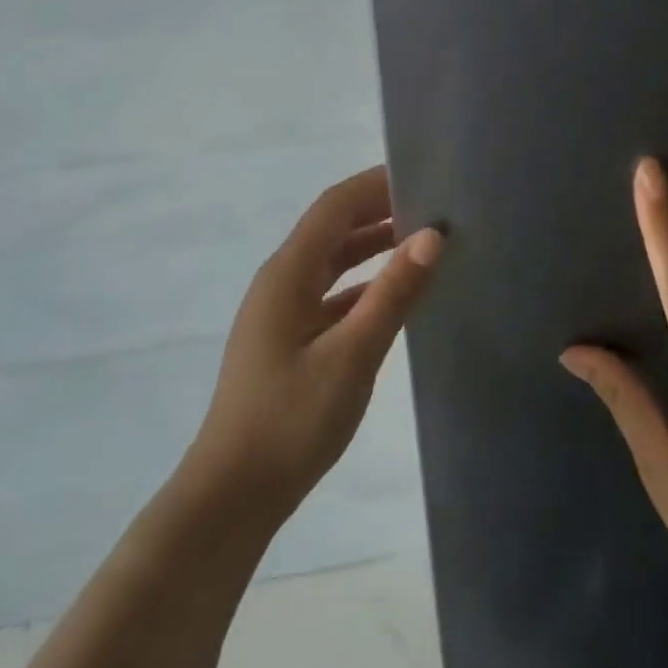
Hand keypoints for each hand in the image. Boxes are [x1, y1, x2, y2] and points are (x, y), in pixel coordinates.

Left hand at [181, 166, 442, 520]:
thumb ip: (392, 294)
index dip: (375, 184)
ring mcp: (282, 312)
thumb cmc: (291, 420)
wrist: (233, 494)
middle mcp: (281, 282)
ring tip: (423, 241)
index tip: (421, 173)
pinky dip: (363, 285)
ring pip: (332, 263)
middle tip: (433, 206)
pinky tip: (395, 296)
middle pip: (332, 229)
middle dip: (378, 211)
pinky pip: (331, 295)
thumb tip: (431, 236)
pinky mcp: (289, 340)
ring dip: (372, 247)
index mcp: (288, 274)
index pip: (334, 207)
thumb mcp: (352, 356)